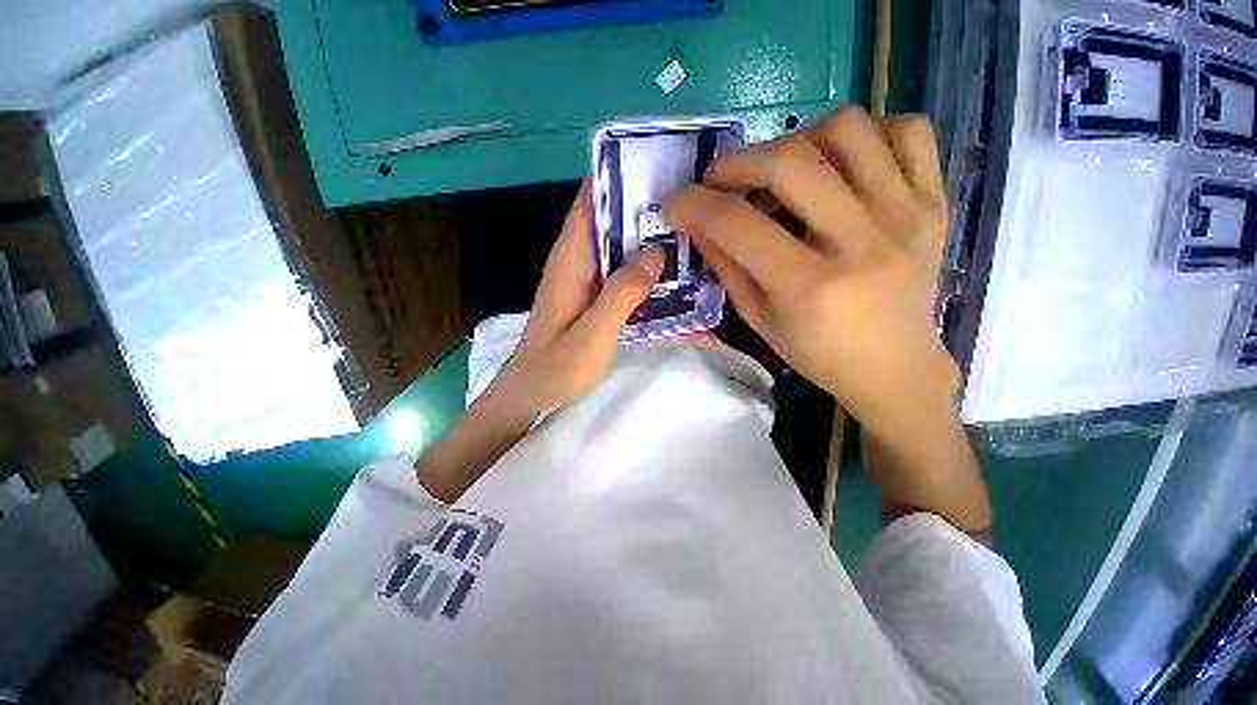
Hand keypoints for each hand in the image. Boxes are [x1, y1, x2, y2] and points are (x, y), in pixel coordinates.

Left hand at [416, 181, 661, 502]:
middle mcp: (577, 262)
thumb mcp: (593, 333)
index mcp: (570, 260)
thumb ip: (622, 293)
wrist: (531, 397)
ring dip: (649, 241)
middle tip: (692, 205)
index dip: (619, 178)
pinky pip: (623, 274)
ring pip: (620, 248)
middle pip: (611, 221)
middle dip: (646, 210)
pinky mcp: (594, 299)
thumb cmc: (556, 368)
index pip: (590, 201)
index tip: (660, 167)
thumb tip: (656, 253)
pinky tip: (673, 276)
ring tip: (693, 236)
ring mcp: (586, 281)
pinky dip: (645, 270)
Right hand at [664, 107, 955, 442]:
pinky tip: (844, 163)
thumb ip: (726, 266)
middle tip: (720, 179)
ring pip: (849, 130)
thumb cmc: (818, 353)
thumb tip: (695, 221)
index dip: (695, 205)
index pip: (738, 224)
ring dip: (800, 139)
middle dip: (739, 162)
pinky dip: (868, 132)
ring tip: (786, 170)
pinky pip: (909, 130)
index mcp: (809, 287)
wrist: (895, 368)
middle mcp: (862, 243)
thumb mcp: (758, 319)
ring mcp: (908, 216)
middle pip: (791, 163)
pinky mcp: (935, 203)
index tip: (675, 201)